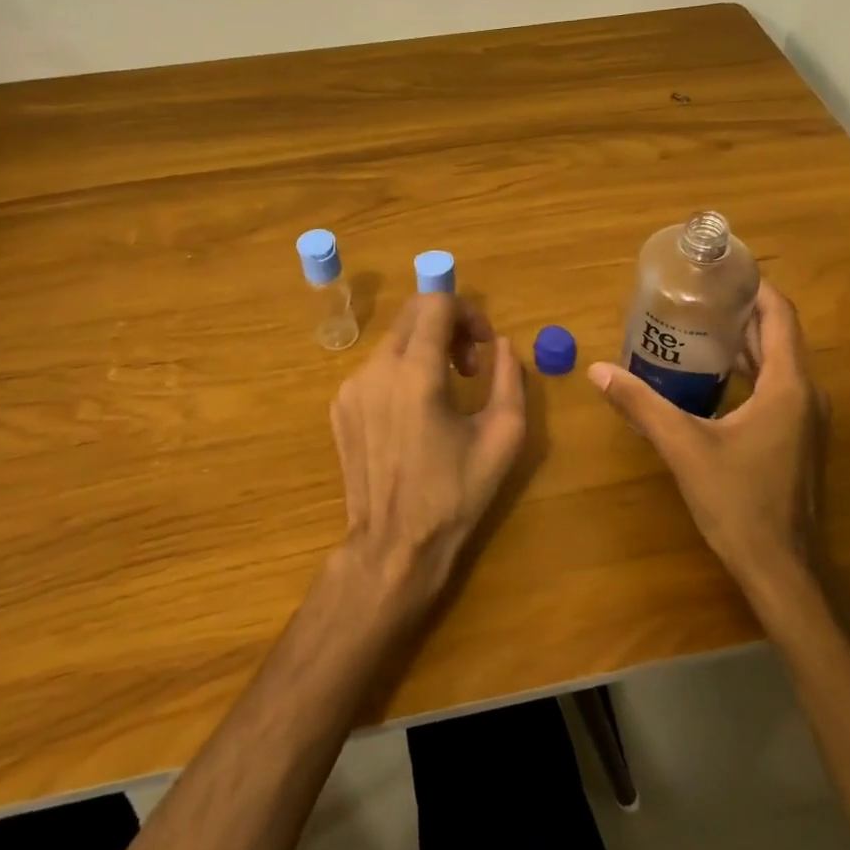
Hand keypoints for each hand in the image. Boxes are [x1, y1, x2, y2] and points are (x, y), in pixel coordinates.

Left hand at [328, 293, 527, 611]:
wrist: (394, 544)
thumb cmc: (455, 493)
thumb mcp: (503, 436)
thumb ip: (509, 378)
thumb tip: (500, 345)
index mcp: (416, 373)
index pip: (437, 304)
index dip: (469, 313)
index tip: (484, 346)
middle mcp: (376, 369)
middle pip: (412, 315)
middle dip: (447, 326)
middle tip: (468, 366)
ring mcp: (351, 388)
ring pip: (394, 341)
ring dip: (425, 349)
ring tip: (445, 393)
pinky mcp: (340, 407)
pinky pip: (375, 369)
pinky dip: (402, 372)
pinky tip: (415, 413)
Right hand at [587, 280, 833, 602]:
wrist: (782, 570)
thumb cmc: (739, 504)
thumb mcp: (684, 448)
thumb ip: (642, 404)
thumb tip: (598, 370)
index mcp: (788, 387)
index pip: (780, 316)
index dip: (754, 287)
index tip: (719, 270)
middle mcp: (806, 396)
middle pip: (778, 336)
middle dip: (741, 312)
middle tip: (695, 296)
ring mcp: (805, 420)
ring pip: (777, 364)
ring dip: (744, 343)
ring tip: (697, 327)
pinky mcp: (797, 440)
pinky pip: (776, 389)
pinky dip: (748, 372)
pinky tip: (711, 378)